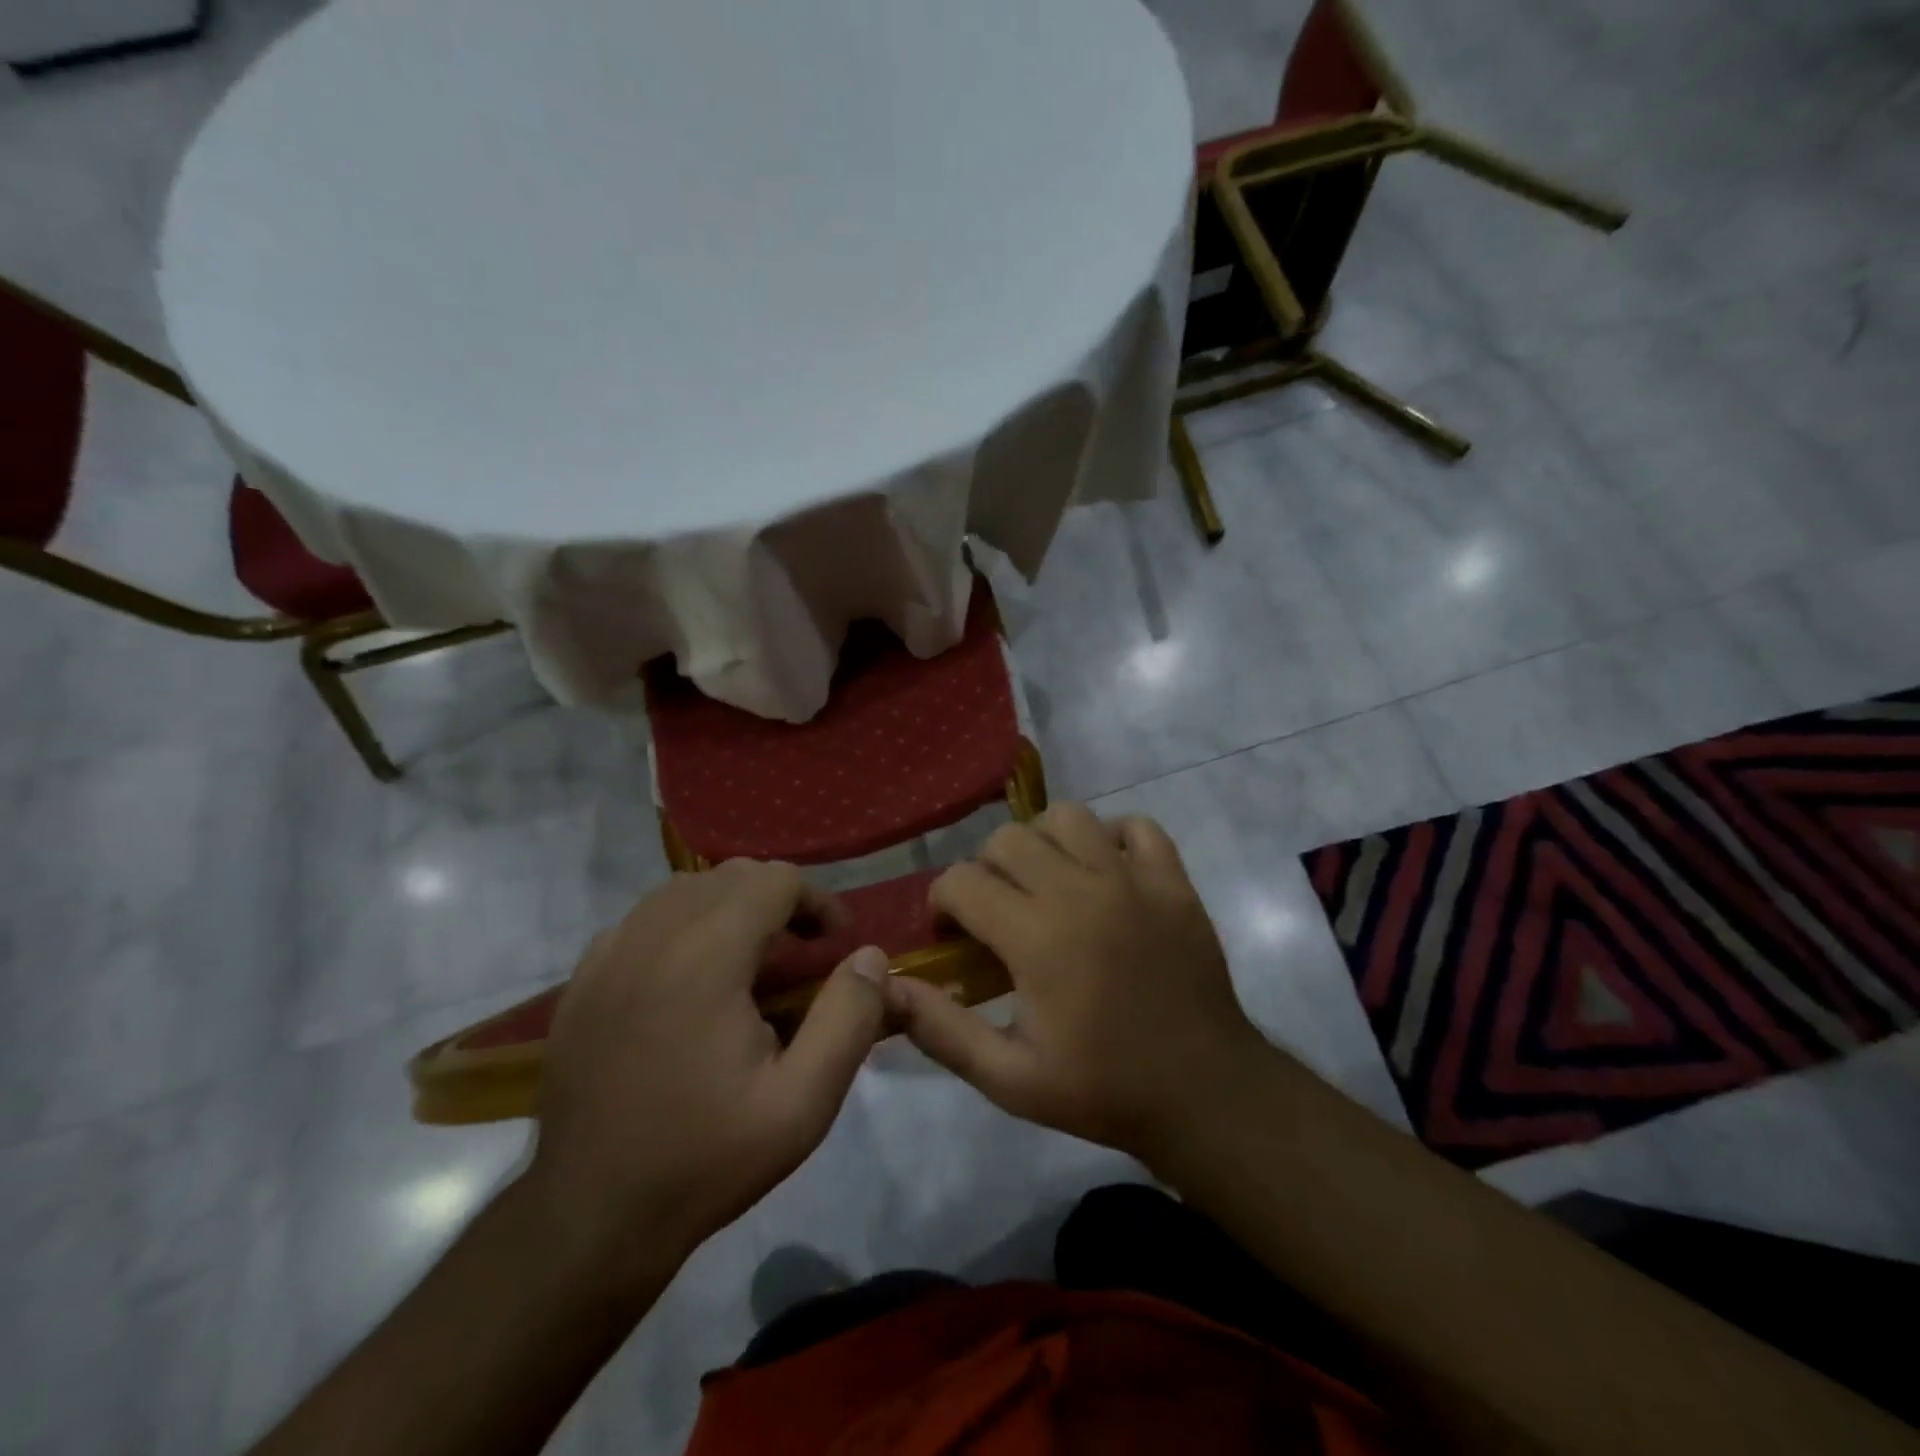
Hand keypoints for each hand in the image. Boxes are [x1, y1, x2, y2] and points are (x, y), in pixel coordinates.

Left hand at [525, 861, 889, 1280]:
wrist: (589, 1219)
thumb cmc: (705, 1160)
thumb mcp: (802, 1104)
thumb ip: (849, 1019)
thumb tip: (871, 955)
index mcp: (706, 957)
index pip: (773, 880)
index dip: (817, 901)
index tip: (836, 945)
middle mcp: (652, 937)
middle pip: (730, 875)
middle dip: (778, 899)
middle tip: (803, 952)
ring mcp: (608, 956)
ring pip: (684, 890)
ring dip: (730, 907)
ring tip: (752, 960)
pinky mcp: (582, 981)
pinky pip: (643, 919)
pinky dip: (682, 925)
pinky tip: (692, 977)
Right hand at [889, 804, 1271, 1165]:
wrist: (1204, 1094)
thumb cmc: (1102, 1089)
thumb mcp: (1009, 1078)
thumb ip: (942, 1030)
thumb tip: (889, 988)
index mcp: (1037, 937)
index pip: (962, 881)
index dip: (943, 904)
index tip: (954, 937)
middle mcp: (1081, 891)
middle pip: (1008, 838)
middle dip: (986, 870)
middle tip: (998, 912)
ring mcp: (1133, 880)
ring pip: (1068, 817)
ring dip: (1044, 843)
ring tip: (1048, 884)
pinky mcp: (1173, 881)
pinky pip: (1137, 826)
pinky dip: (1112, 838)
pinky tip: (1105, 874)